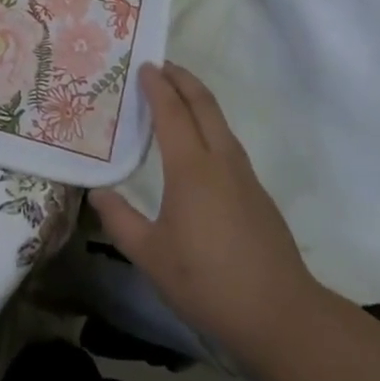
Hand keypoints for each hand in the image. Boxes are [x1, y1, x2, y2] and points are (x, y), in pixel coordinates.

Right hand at [91, 63, 319, 369]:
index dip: (157, 86)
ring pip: (220, 123)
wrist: (282, 316)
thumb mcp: (150, 256)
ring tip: (177, 97)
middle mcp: (221, 161)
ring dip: (199, 101)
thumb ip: (120, 221)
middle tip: (162, 65)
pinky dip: (210, 126)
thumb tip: (97, 194)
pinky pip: (228, 144)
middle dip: (183, 79)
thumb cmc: (208, 282)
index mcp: (191, 169)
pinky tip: (199, 147)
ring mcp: (245, 177)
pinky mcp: (258, 195)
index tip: (144, 65)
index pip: (172, 112)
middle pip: (204, 105)